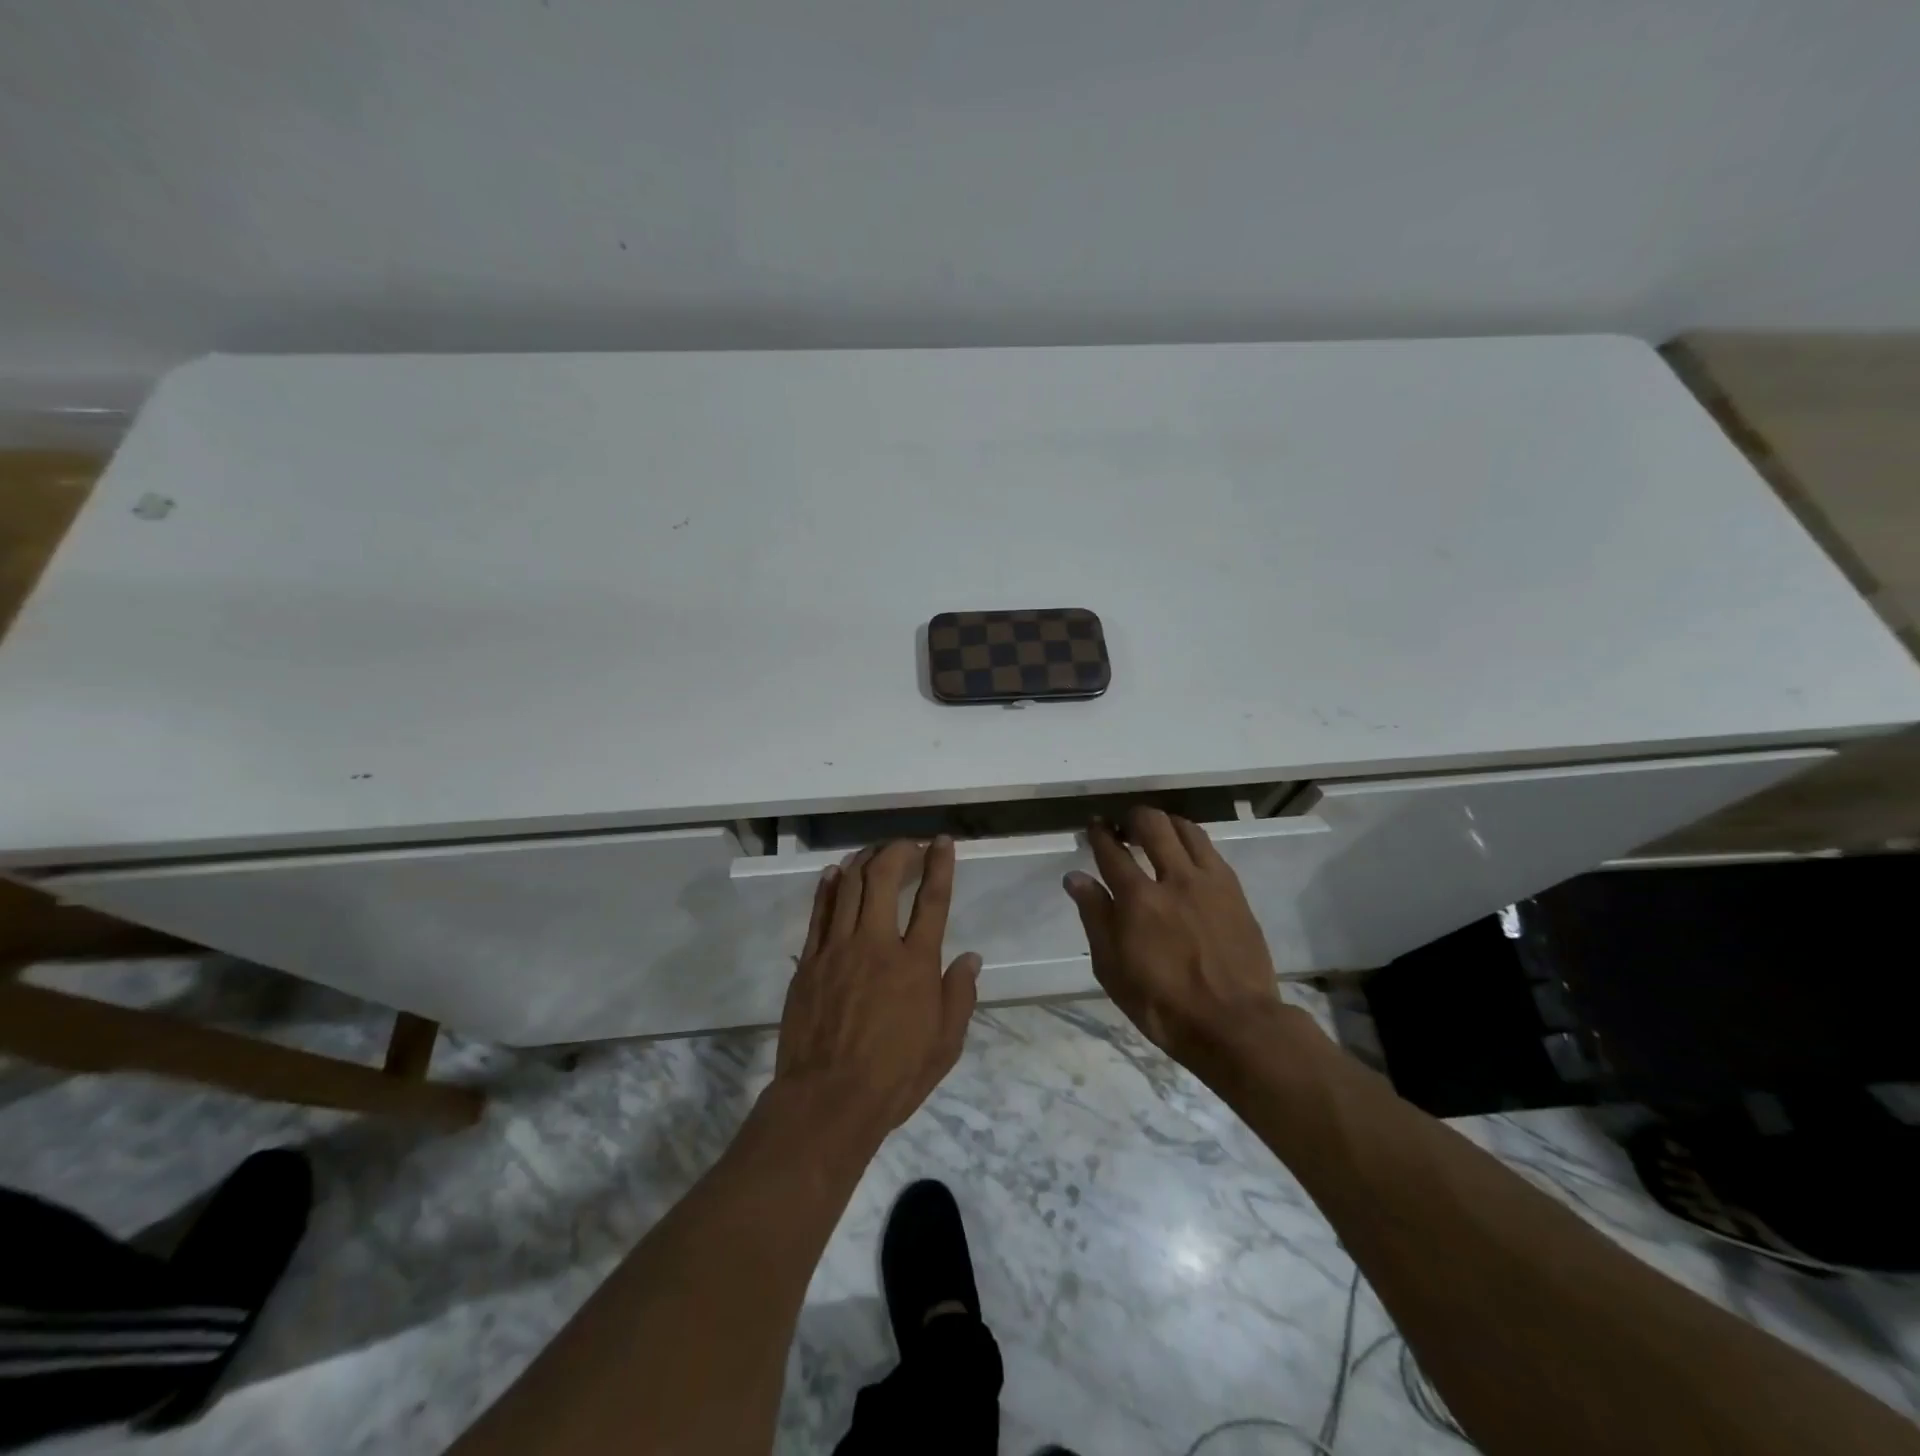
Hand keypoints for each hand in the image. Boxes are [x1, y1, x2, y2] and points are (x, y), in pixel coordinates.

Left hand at [773, 838, 981, 1145]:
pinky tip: (836, 873)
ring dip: (864, 861)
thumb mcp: (945, 1044)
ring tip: (875, 852)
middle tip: (907, 845)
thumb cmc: (894, 1076)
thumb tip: (971, 958)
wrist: (827, 1100)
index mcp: (916, 963)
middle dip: (898, 851)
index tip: (942, 841)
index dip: (940, 864)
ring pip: (849, 887)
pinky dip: (829, 887)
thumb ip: (960, 996)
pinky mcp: (809, 961)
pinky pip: (820, 912)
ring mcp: (838, 949)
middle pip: (884, 878)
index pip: (933, 900)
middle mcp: (877, 944)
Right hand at [1063, 807, 1290, 1068]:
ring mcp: (1209, 882)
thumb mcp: (1112, 968)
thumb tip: (1075, 877)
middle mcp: (1174, 878)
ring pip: (1186, 829)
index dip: (1099, 833)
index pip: (1112, 850)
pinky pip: (1210, 850)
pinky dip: (1191, 842)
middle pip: (1152, 824)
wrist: (1234, 1024)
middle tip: (1124, 828)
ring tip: (1157, 835)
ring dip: (1165, 824)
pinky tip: (1186, 857)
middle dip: (1132, 818)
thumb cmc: (1162, 1004)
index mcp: (1138, 899)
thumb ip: (1095, 916)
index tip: (1094, 826)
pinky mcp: (1235, 891)